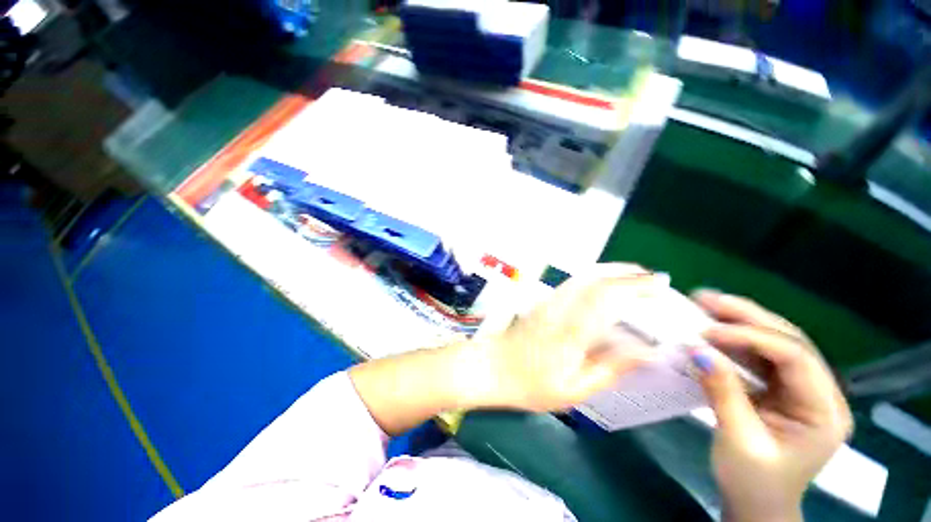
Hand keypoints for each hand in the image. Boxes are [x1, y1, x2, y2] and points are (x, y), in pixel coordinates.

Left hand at [469, 263, 660, 412]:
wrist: (491, 368)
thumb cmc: (530, 385)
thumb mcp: (574, 390)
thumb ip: (609, 368)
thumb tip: (646, 352)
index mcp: (571, 331)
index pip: (606, 297)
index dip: (634, 286)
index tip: (660, 285)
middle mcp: (560, 309)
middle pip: (596, 279)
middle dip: (627, 274)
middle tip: (653, 278)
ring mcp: (548, 302)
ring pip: (582, 276)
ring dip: (610, 271)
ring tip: (634, 275)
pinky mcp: (542, 302)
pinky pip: (571, 283)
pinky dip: (593, 277)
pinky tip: (604, 283)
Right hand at [690, 290, 852, 521]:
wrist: (756, 505)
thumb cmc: (753, 483)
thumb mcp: (738, 440)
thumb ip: (722, 392)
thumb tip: (697, 349)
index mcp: (824, 412)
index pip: (795, 358)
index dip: (752, 338)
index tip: (707, 331)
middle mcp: (820, 393)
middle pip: (789, 342)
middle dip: (747, 317)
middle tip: (707, 298)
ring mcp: (801, 390)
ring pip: (774, 343)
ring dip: (740, 322)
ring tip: (706, 303)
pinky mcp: (780, 390)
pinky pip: (759, 357)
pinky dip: (734, 340)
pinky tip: (713, 328)